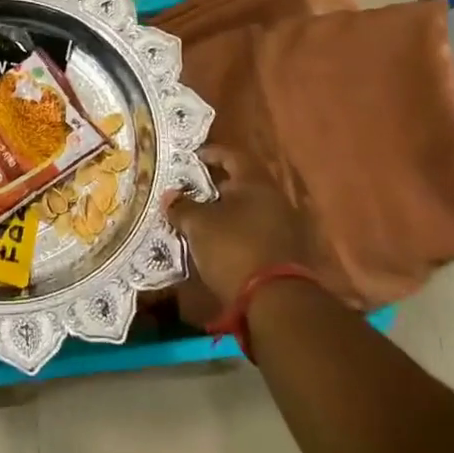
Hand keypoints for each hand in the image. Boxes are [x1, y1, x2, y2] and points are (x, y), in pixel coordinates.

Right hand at [166, 147, 320, 322]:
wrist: (275, 300)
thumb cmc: (233, 248)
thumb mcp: (199, 225)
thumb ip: (182, 206)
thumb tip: (170, 195)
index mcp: (255, 182)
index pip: (231, 155)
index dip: (210, 153)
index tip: (190, 158)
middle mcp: (273, 197)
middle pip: (241, 182)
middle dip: (215, 184)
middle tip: (190, 189)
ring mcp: (282, 224)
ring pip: (247, 208)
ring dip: (225, 210)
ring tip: (199, 217)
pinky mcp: (283, 250)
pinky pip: (253, 229)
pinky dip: (235, 230)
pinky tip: (217, 240)